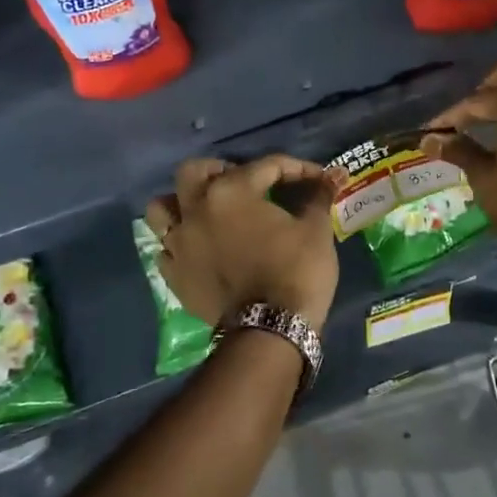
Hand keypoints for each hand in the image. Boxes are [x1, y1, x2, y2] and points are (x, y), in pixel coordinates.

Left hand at [145, 155, 337, 330]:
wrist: (270, 329)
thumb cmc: (296, 271)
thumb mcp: (316, 230)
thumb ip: (318, 197)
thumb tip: (333, 175)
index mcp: (232, 192)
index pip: (266, 167)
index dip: (297, 169)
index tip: (318, 178)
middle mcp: (197, 210)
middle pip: (193, 172)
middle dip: (218, 170)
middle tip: (243, 183)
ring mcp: (179, 243)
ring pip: (162, 208)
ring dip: (182, 203)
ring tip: (205, 211)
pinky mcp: (173, 274)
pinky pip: (165, 248)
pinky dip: (179, 243)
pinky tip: (199, 248)